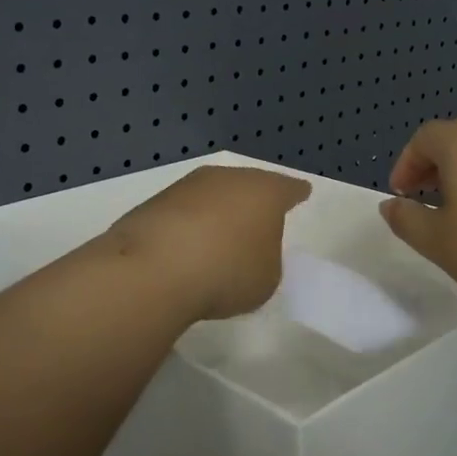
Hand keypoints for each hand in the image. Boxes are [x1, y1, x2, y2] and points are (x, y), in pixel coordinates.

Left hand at [105, 165, 310, 320]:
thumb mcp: (267, 277)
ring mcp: (187, 186)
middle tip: (258, 219)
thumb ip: (266, 258)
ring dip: (217, 213)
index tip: (302, 193)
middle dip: (253, 202)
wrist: (154, 270)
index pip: (288, 188)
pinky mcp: (155, 202)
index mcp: (264, 192)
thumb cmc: (227, 272)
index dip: (296, 194)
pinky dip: (188, 226)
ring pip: (212, 195)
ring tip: (219, 239)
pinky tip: (186, 248)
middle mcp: (227, 178)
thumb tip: (250, 251)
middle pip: (247, 185)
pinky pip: (183, 212)